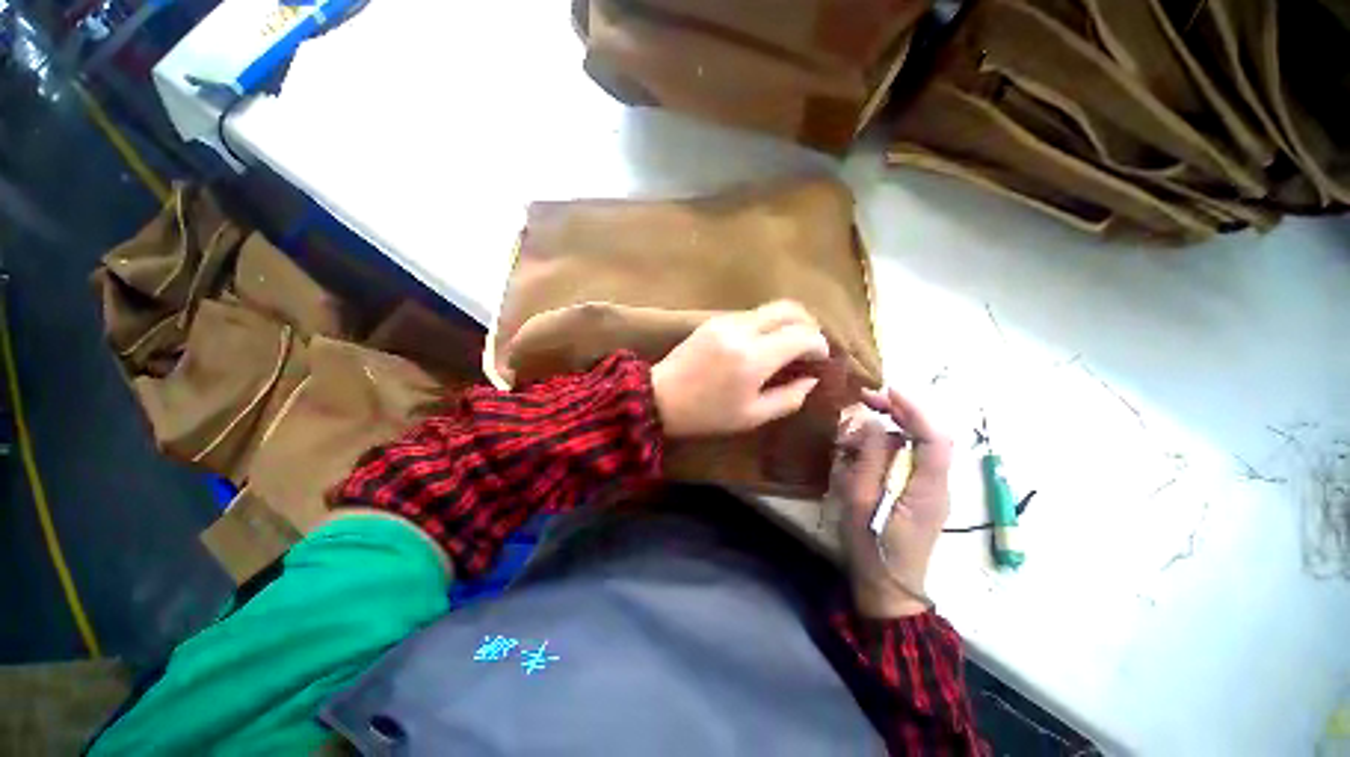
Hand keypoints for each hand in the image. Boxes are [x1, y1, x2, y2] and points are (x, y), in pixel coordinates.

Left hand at [651, 301, 829, 437]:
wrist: (660, 398)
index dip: (819, 344)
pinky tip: (764, 343)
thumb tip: (810, 380)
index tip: (821, 358)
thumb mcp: (752, 416)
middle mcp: (742, 331)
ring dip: (786, 322)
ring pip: (768, 309)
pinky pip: (749, 314)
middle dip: (808, 322)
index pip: (801, 336)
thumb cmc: (707, 414)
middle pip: (788, 309)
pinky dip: (765, 323)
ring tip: (789, 344)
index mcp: (753, 358)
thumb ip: (788, 398)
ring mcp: (725, 321)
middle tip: (811, 343)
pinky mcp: (712, 321)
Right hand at [832, 387, 952, 617]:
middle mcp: (935, 484)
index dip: (915, 409)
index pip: (934, 438)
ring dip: (880, 436)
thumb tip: (872, 423)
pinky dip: (880, 452)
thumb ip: (868, 458)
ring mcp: (927, 490)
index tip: (888, 390)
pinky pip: (902, 462)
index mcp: (927, 488)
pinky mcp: (915, 494)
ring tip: (846, 442)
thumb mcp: (861, 500)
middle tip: (864, 401)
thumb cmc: (872, 546)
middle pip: (925, 437)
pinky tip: (856, 457)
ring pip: (910, 448)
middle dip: (897, 413)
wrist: (887, 588)